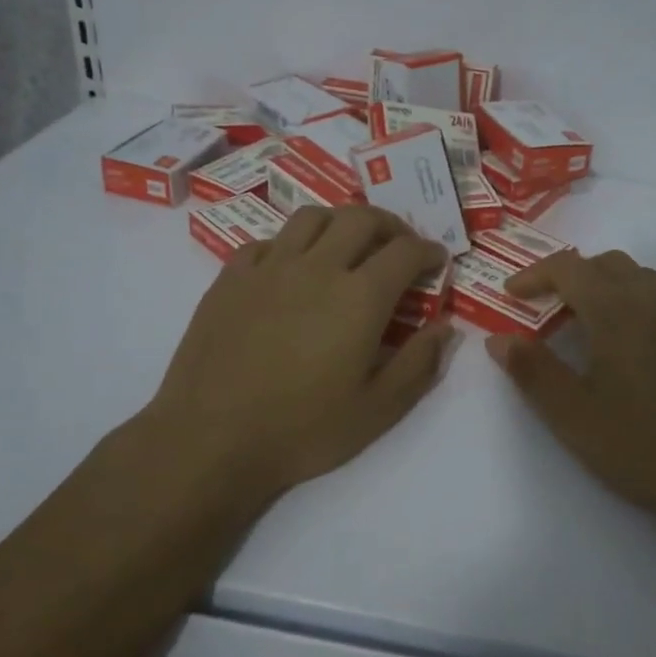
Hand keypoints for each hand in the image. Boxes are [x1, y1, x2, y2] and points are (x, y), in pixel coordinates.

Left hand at [145, 205, 453, 508]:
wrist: (211, 439)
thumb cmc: (302, 429)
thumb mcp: (378, 410)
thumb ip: (419, 364)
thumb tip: (445, 326)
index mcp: (359, 296)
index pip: (405, 251)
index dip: (428, 251)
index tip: (436, 261)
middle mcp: (317, 267)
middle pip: (361, 218)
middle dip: (390, 225)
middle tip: (398, 247)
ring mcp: (269, 267)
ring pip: (312, 218)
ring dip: (340, 224)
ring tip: (347, 247)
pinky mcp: (231, 277)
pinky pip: (268, 242)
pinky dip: (291, 245)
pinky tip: (292, 270)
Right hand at [487, 250, 655, 540]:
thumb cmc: (641, 447)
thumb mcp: (572, 416)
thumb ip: (532, 371)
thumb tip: (499, 339)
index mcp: (616, 311)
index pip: (568, 267)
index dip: (535, 274)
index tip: (512, 295)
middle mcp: (655, 300)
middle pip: (607, 264)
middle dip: (571, 276)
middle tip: (548, 309)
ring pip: (642, 279)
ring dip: (609, 287)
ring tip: (592, 325)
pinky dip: (644, 306)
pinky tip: (641, 343)